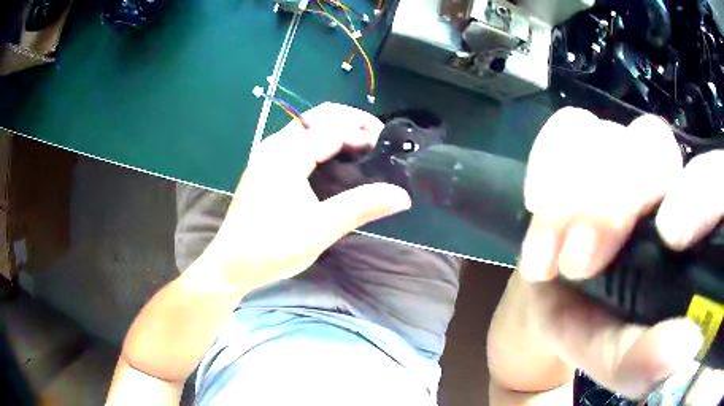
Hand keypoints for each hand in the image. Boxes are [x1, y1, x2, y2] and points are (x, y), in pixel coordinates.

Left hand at [200, 102, 410, 292]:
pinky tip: (334, 158)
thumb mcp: (321, 228)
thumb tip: (402, 196)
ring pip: (307, 126)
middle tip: (377, 139)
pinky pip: (297, 140)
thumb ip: (362, 206)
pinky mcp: (264, 167)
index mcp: (286, 155)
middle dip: (352, 121)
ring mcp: (266, 155)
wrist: (231, 264)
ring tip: (362, 146)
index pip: (332, 128)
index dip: (363, 132)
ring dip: (336, 129)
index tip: (386, 147)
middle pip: (319, 116)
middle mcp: (274, 146)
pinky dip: (321, 140)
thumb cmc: (273, 247)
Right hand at [488, 108, 722, 398]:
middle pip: (654, 144)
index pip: (714, 180)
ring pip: (609, 133)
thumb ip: (643, 359)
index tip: (670, 236)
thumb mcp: (614, 358)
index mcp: (687, 231)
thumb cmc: (591, 329)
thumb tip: (685, 349)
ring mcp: (620, 156)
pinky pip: (567, 125)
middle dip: (614, 201)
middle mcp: (662, 181)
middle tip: (578, 265)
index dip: (701, 190)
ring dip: (573, 191)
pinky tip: (536, 204)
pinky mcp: (582, 146)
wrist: (550, 302)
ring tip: (547, 256)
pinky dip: (548, 161)